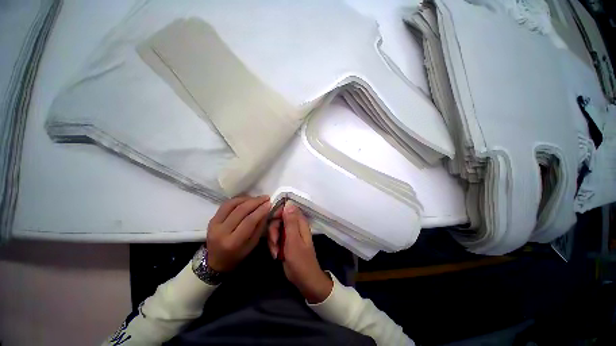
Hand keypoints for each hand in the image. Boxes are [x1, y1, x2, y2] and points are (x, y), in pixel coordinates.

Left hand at [206, 195, 270, 271]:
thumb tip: (266, 209)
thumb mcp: (253, 244)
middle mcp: (221, 232)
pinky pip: (226, 205)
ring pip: (232, 204)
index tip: (269, 203)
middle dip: (255, 201)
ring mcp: (214, 224)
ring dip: (247, 199)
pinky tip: (247, 199)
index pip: (249, 221)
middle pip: (240, 210)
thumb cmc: (238, 254)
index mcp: (233, 242)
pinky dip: (238, 199)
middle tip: (266, 197)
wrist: (216, 261)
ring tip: (257, 198)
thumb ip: (259, 226)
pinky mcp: (211, 219)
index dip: (260, 210)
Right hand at [267, 201, 332, 303]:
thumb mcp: (293, 240)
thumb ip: (290, 221)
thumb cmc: (300, 260)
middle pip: (279, 219)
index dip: (277, 213)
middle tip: (274, 241)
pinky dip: (273, 245)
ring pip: (275, 229)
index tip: (271, 221)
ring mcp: (290, 234)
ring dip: (272, 240)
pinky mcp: (285, 241)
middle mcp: (295, 225)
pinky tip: (276, 254)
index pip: (287, 208)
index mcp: (300, 222)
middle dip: (273, 230)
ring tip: (275, 252)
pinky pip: (275, 238)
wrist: (304, 280)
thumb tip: (289, 203)